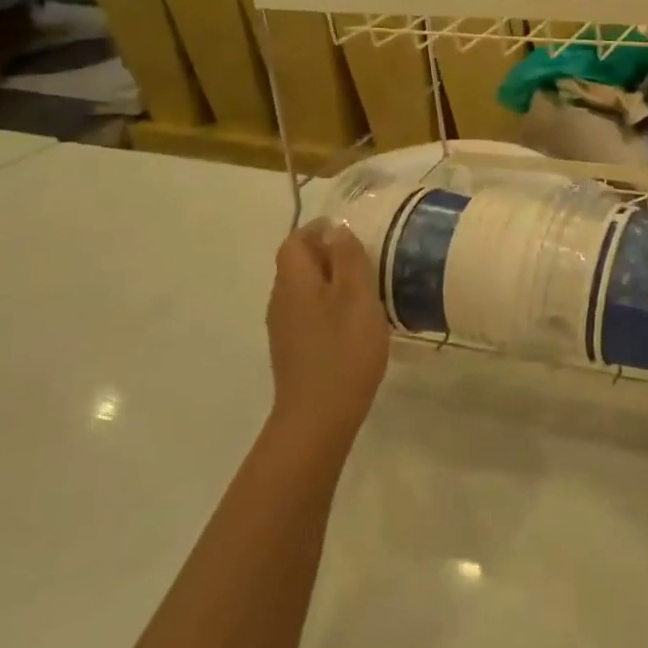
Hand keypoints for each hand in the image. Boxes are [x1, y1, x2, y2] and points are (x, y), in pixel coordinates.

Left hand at [264, 221, 390, 455]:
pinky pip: (309, 313)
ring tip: (366, 289)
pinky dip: (329, 306)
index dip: (320, 230)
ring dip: (331, 282)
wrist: (318, 418)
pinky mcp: (293, 350)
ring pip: (304, 290)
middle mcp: (281, 299)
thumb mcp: (356, 296)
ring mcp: (283, 328)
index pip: (295, 240)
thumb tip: (337, 229)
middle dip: (328, 255)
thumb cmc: (343, 350)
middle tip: (366, 260)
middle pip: (298, 263)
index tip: (353, 234)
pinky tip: (353, 323)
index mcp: (293, 280)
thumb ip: (348, 257)